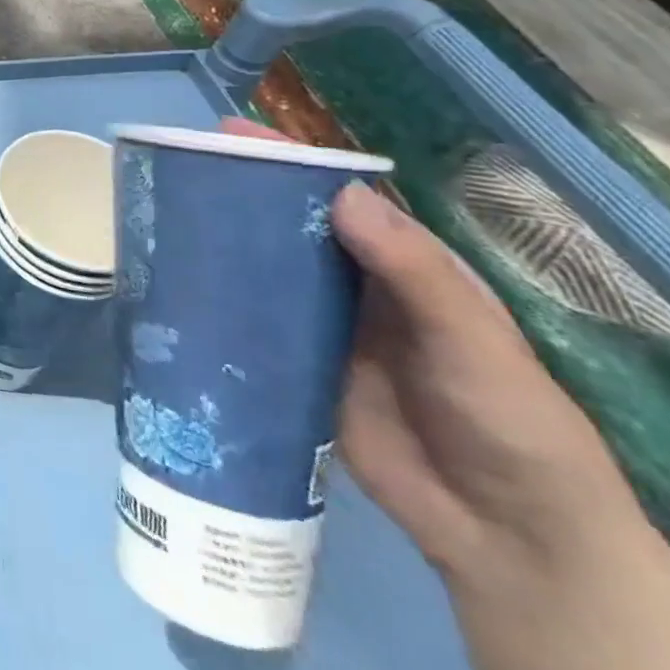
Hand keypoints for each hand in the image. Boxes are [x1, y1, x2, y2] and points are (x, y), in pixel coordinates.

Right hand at [217, 118, 625, 574]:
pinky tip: (175, 286)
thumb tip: (342, 192)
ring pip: (261, 270)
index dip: (287, 161)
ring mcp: (319, 325)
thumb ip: (412, 270)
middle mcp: (352, 285)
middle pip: (288, 226)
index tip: (229, 134)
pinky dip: (216, 302)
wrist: (505, 536)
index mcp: (400, 265)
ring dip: (220, 244)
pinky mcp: (292, 365)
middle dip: (238, 194)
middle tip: (176, 170)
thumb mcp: (472, 341)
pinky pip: (250, 323)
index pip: (337, 197)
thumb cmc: (509, 422)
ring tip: (161, 216)